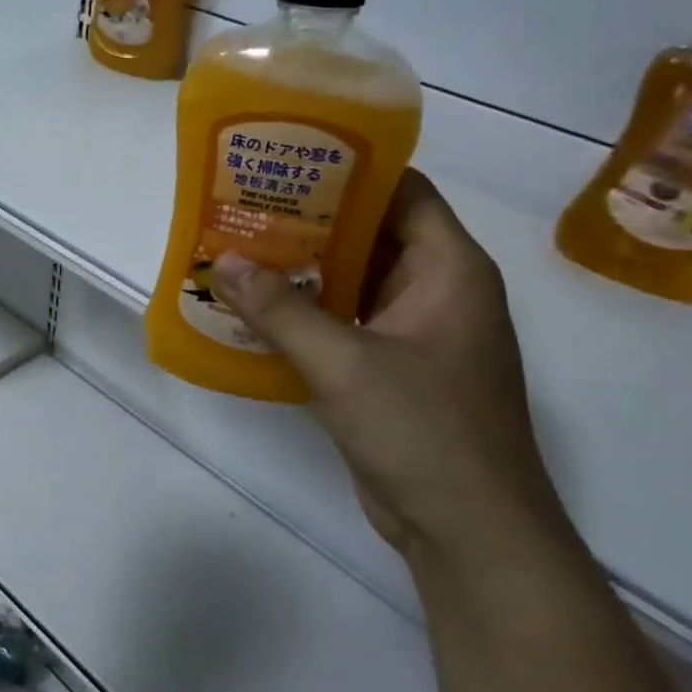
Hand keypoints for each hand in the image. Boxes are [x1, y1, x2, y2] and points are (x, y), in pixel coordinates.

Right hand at [211, 170, 568, 560]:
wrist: (469, 532)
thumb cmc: (424, 432)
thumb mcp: (345, 364)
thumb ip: (281, 311)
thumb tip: (222, 263)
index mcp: (449, 271)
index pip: (404, 193)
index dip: (351, 170)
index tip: (289, 159)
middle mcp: (436, 292)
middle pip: (372, 234)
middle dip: (311, 219)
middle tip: (246, 204)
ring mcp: (416, 335)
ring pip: (354, 281)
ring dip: (303, 269)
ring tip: (240, 248)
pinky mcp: (392, 371)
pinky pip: (345, 323)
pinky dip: (306, 313)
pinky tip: (255, 309)